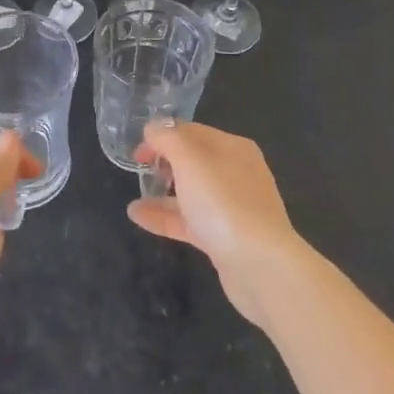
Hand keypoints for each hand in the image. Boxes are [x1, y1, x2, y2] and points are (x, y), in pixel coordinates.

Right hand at [127, 120, 306, 326]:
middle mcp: (236, 173)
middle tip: (138, 170)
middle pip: (193, 161)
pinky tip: (139, 217)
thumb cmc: (223, 202)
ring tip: (134, 199)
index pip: (192, 131)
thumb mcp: (190, 159)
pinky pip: (190, 221)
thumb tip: (153, 128)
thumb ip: (167, 138)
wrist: (260, 265)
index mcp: (233, 148)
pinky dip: (166, 217)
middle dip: (164, 163)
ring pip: (191, 193)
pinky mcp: (225, 238)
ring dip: (162, 192)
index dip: (162, 135)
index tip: (137, 150)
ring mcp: (232, 207)